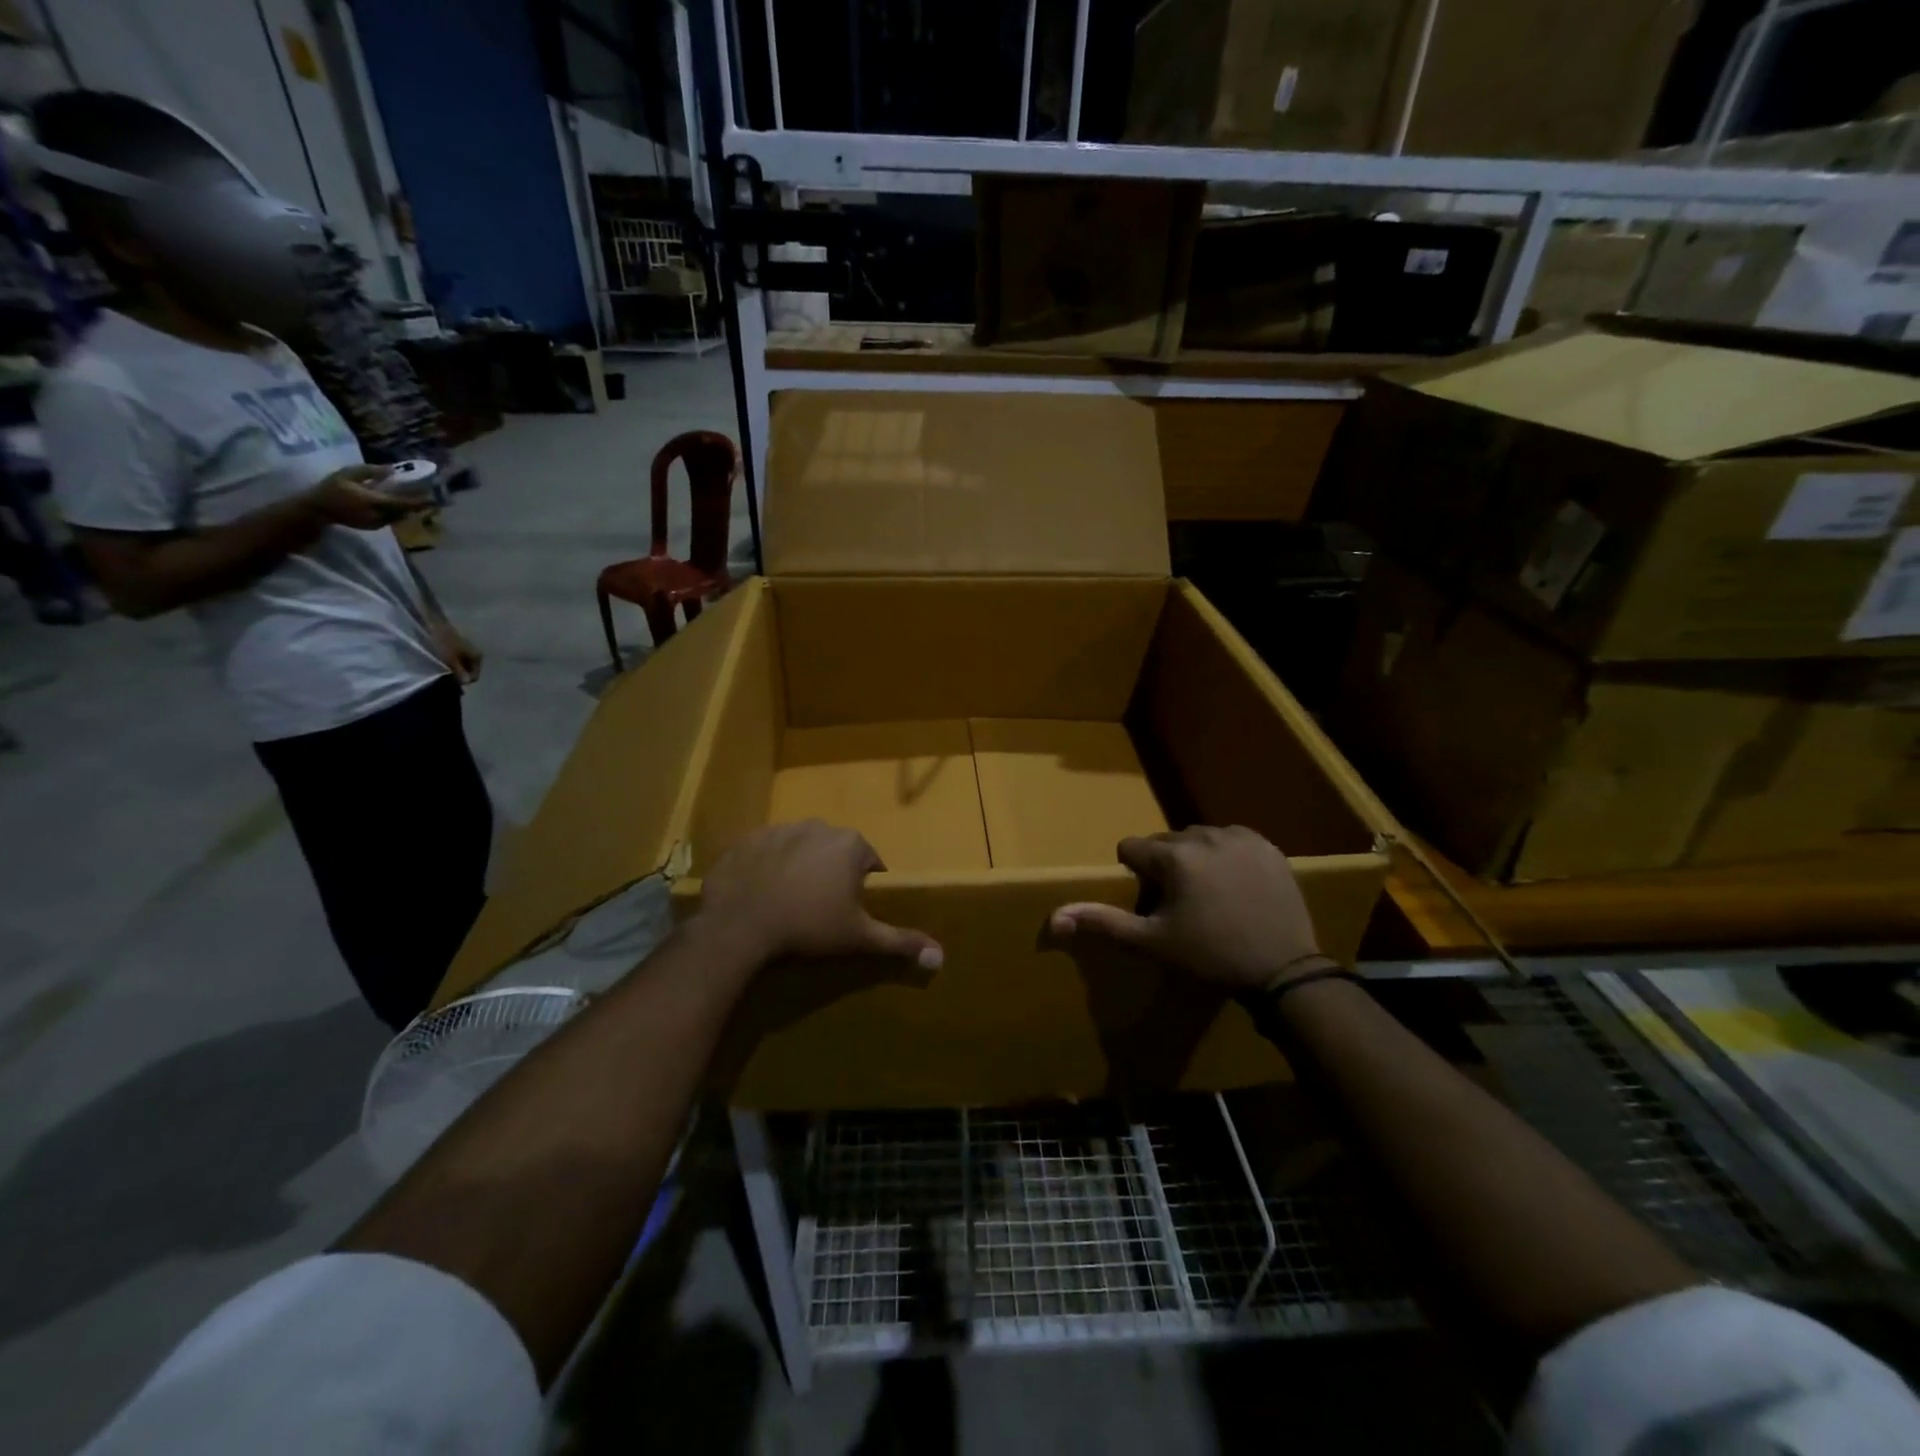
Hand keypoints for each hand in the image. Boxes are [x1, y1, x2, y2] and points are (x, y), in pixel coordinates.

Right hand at [306, 465, 428, 529]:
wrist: (318, 509)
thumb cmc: (331, 488)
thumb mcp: (348, 474)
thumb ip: (370, 471)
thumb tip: (392, 470)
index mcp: (373, 501)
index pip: (402, 503)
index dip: (419, 501)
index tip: (434, 498)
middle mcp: (379, 515)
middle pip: (405, 511)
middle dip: (417, 505)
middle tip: (429, 497)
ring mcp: (378, 523)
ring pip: (400, 516)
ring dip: (409, 509)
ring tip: (419, 500)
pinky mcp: (375, 527)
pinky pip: (392, 519)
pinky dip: (399, 512)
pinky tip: (401, 505)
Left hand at [429, 619, 483, 683]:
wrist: (433, 622)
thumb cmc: (443, 641)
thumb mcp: (450, 659)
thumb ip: (459, 672)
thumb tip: (466, 682)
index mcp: (477, 657)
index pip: (473, 677)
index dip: (461, 681)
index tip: (449, 680)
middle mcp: (475, 655)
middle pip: (467, 672)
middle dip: (457, 675)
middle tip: (443, 674)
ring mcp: (467, 651)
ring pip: (461, 667)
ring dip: (452, 669)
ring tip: (440, 667)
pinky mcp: (457, 648)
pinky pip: (456, 661)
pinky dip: (449, 663)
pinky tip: (439, 661)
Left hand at [698, 820, 943, 971]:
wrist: (741, 925)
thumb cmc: (809, 926)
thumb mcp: (859, 937)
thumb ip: (899, 941)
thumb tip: (941, 956)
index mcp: (851, 844)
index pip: (869, 862)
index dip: (861, 887)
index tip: (847, 911)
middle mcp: (819, 826)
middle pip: (835, 851)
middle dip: (831, 873)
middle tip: (819, 908)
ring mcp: (781, 828)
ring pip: (800, 847)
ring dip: (799, 866)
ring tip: (788, 901)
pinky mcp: (749, 838)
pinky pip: (766, 850)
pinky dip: (767, 865)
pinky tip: (761, 892)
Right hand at [1049, 826, 1321, 993]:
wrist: (1283, 969)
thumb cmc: (1210, 956)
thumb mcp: (1152, 943)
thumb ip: (1104, 922)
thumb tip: (1056, 916)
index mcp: (1172, 856)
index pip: (1131, 848)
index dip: (1136, 875)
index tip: (1155, 904)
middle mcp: (1204, 835)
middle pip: (1165, 841)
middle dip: (1165, 866)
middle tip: (1181, 904)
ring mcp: (1240, 837)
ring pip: (1198, 838)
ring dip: (1194, 858)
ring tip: (1210, 895)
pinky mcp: (1267, 845)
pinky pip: (1232, 839)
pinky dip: (1226, 855)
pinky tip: (1236, 886)